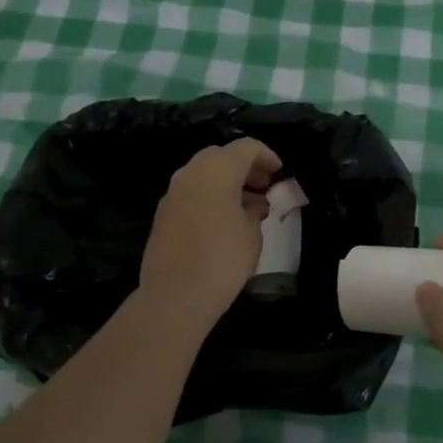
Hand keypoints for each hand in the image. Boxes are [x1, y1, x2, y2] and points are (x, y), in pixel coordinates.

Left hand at [139, 138, 281, 327]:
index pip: (246, 147)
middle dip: (244, 167)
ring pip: (203, 173)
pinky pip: (191, 193)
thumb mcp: (252, 233)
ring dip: (225, 181)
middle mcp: (190, 172)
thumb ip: (256, 209)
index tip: (279, 172)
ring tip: (246, 205)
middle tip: (263, 186)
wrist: (175, 295)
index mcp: (217, 170)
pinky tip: (223, 220)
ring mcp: (172, 193)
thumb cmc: (223, 259)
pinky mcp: (162, 214)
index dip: (267, 156)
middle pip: (221, 156)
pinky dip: (209, 196)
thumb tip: (253, 203)